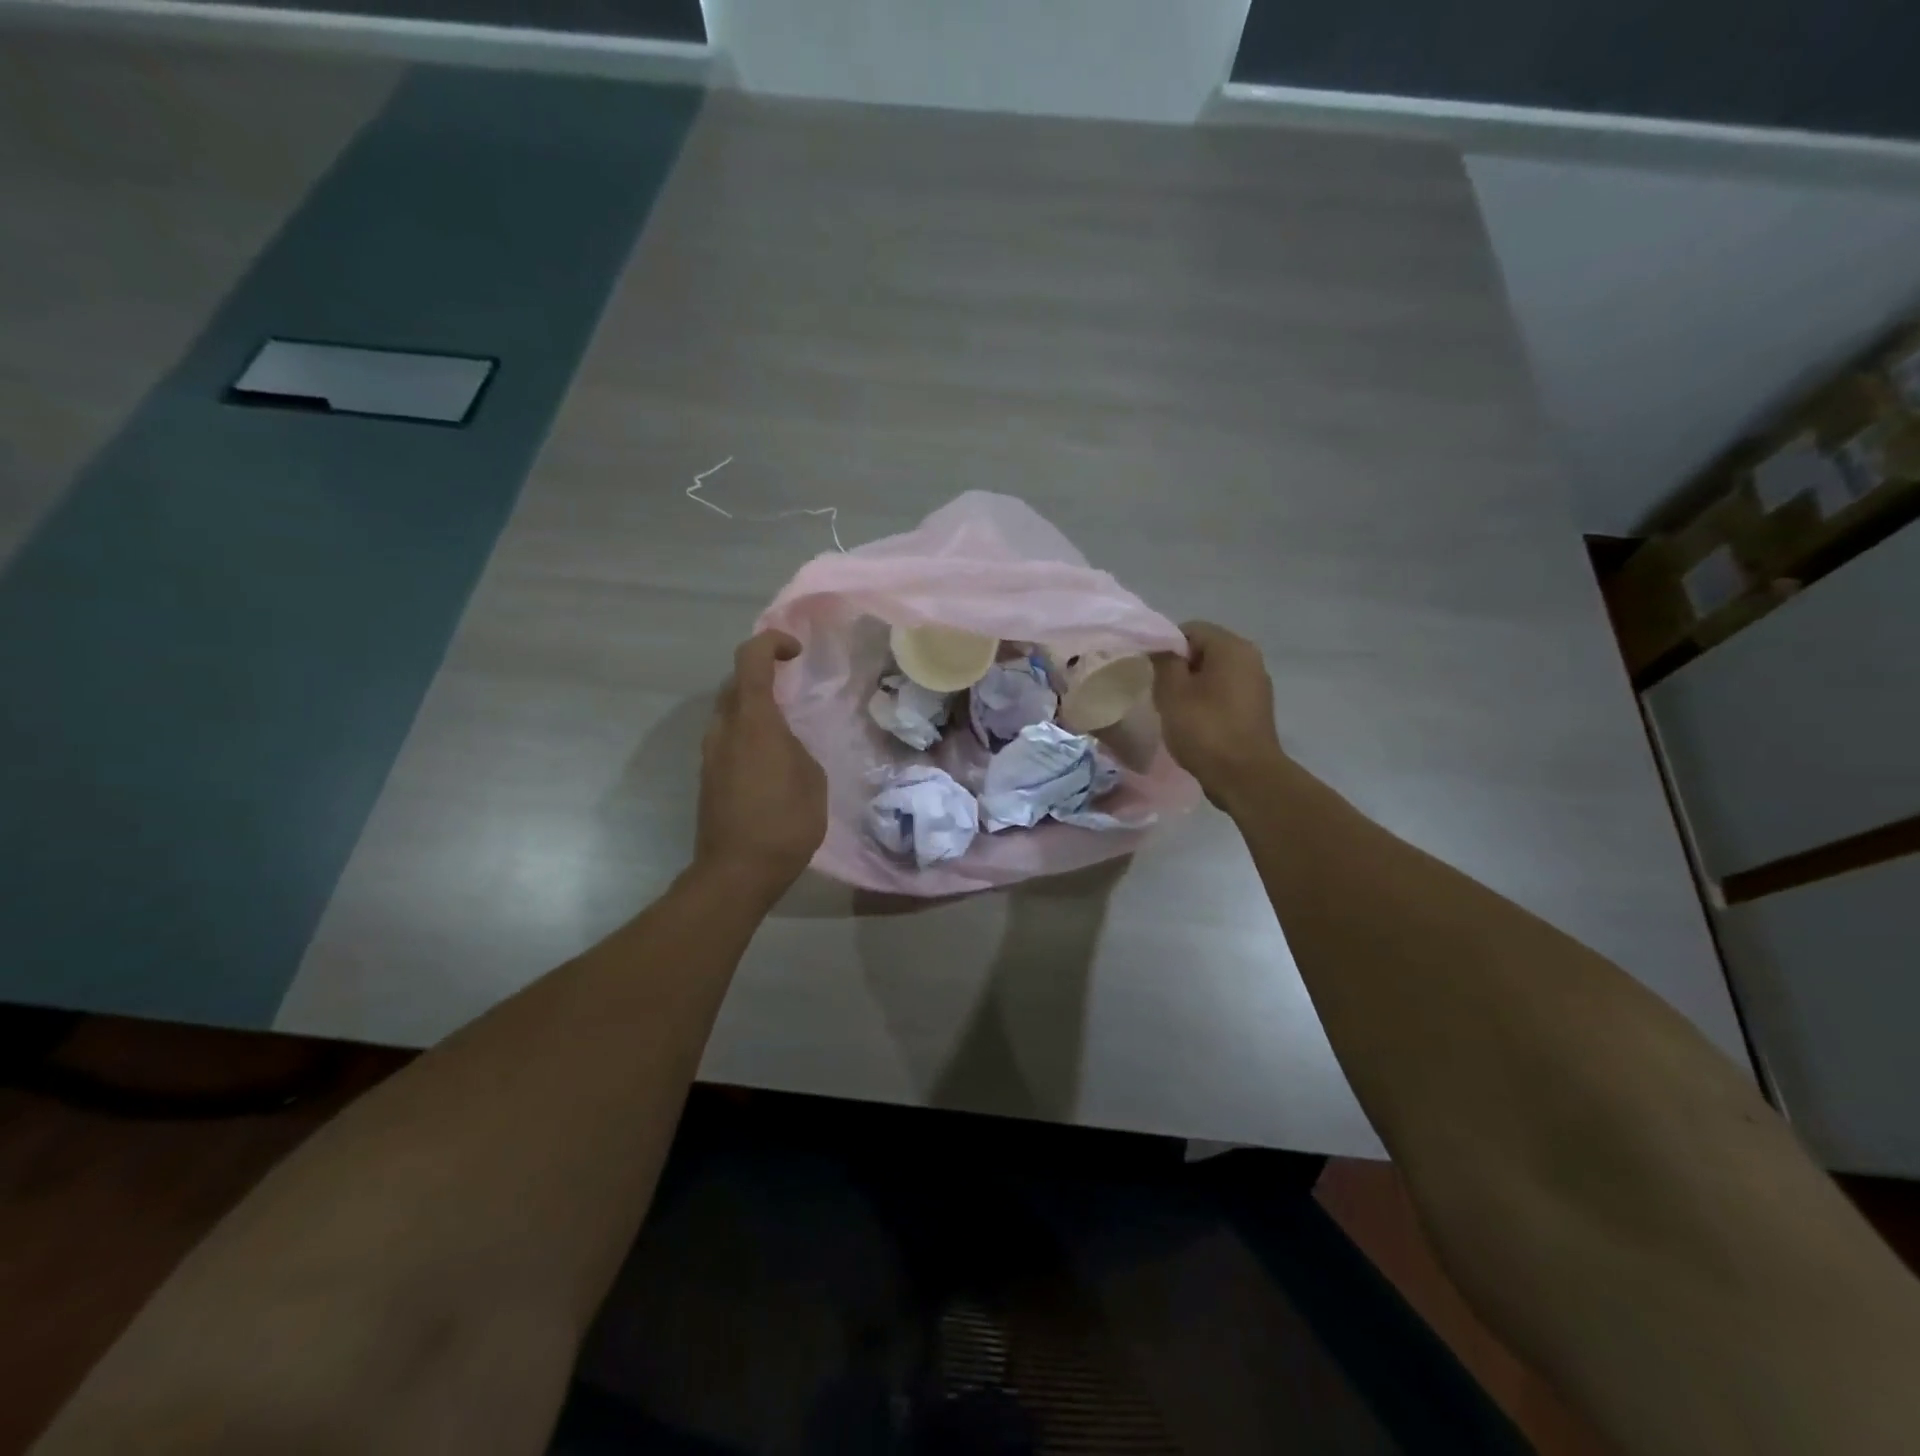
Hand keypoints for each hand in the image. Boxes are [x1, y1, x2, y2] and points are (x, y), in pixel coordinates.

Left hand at [694, 630, 826, 900]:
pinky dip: (748, 732)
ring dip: (754, 707)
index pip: (751, 659)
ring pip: (729, 712)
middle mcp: (724, 729)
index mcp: (753, 721)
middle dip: (762, 675)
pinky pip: (728, 738)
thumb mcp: (811, 778)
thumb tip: (782, 743)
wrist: (737, 872)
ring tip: (785, 726)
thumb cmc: (785, 823)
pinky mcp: (707, 776)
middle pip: (736, 683)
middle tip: (793, 686)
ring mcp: (710, 753)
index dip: (771, 643)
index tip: (796, 652)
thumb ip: (795, 747)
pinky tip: (771, 758)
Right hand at [1152, 621, 1287, 811]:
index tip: (1151, 673)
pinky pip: (1224, 693)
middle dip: (1179, 668)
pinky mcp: (1256, 708)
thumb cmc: (1206, 729)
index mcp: (1232, 647)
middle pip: (1203, 650)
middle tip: (1160, 693)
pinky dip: (1207, 701)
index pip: (1190, 629)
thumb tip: (1161, 648)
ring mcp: (1256, 685)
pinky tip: (1194, 724)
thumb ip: (1164, 661)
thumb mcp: (1172, 692)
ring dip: (1191, 687)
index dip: (1166, 647)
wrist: (1245, 777)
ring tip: (1175, 711)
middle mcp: (1250, 658)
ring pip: (1213, 673)